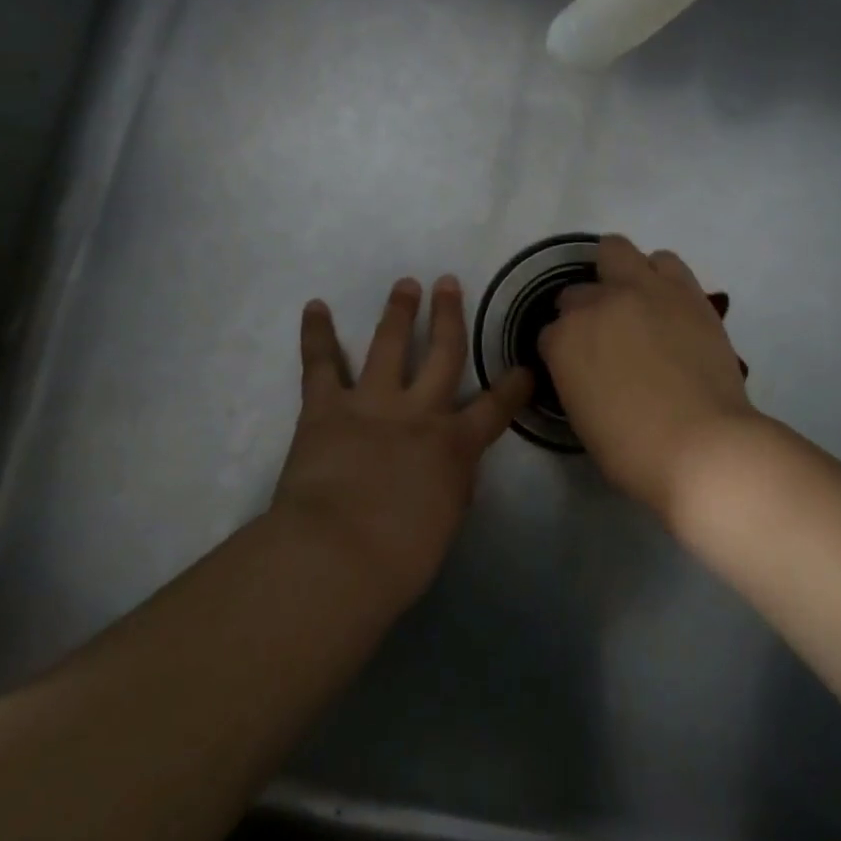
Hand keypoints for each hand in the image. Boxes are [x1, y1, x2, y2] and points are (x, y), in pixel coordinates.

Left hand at [273, 276, 532, 605]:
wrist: (339, 554)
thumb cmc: (400, 556)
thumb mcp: (446, 521)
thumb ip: (453, 484)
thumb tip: (452, 467)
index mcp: (454, 445)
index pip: (495, 409)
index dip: (514, 387)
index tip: (525, 367)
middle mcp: (419, 411)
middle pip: (443, 353)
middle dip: (450, 317)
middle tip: (450, 283)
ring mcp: (372, 403)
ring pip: (389, 345)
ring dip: (398, 312)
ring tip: (405, 284)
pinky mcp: (327, 408)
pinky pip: (321, 364)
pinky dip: (317, 334)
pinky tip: (315, 306)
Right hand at [539, 236, 756, 521]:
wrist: (701, 444)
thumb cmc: (634, 450)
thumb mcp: (582, 417)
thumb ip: (576, 378)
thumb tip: (589, 368)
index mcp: (564, 341)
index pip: (549, 334)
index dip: (563, 352)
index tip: (579, 368)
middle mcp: (597, 304)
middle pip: (576, 292)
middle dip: (583, 312)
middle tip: (606, 338)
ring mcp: (642, 290)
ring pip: (616, 251)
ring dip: (618, 276)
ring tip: (635, 304)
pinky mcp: (684, 290)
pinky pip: (664, 261)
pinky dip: (659, 275)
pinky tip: (665, 301)